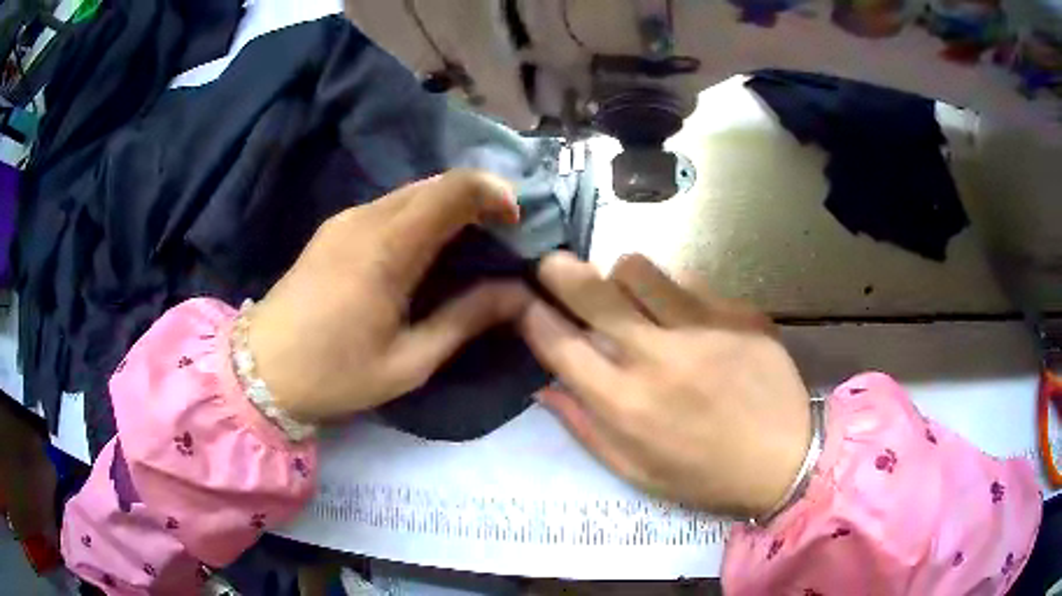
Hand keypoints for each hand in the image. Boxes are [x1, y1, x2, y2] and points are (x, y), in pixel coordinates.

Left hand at [248, 170, 533, 422]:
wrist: (262, 369)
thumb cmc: (336, 374)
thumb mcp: (410, 361)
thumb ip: (465, 319)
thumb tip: (517, 293)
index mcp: (387, 247)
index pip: (453, 188)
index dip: (494, 193)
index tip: (516, 223)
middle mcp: (366, 218)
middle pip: (435, 183)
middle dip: (477, 199)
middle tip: (501, 236)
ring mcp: (345, 219)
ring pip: (412, 192)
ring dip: (448, 206)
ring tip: (470, 244)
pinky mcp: (334, 228)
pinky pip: (389, 206)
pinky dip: (421, 216)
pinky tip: (426, 249)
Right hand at [519, 252, 810, 517]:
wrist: (787, 460)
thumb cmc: (705, 478)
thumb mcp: (635, 472)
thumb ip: (584, 428)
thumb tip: (545, 386)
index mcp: (625, 405)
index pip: (558, 344)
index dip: (530, 315)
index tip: (521, 300)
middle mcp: (657, 358)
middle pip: (592, 291)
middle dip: (559, 271)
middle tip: (552, 265)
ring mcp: (702, 328)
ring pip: (637, 269)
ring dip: (620, 277)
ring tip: (626, 292)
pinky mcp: (737, 312)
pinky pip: (689, 280)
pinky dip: (672, 290)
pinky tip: (683, 312)